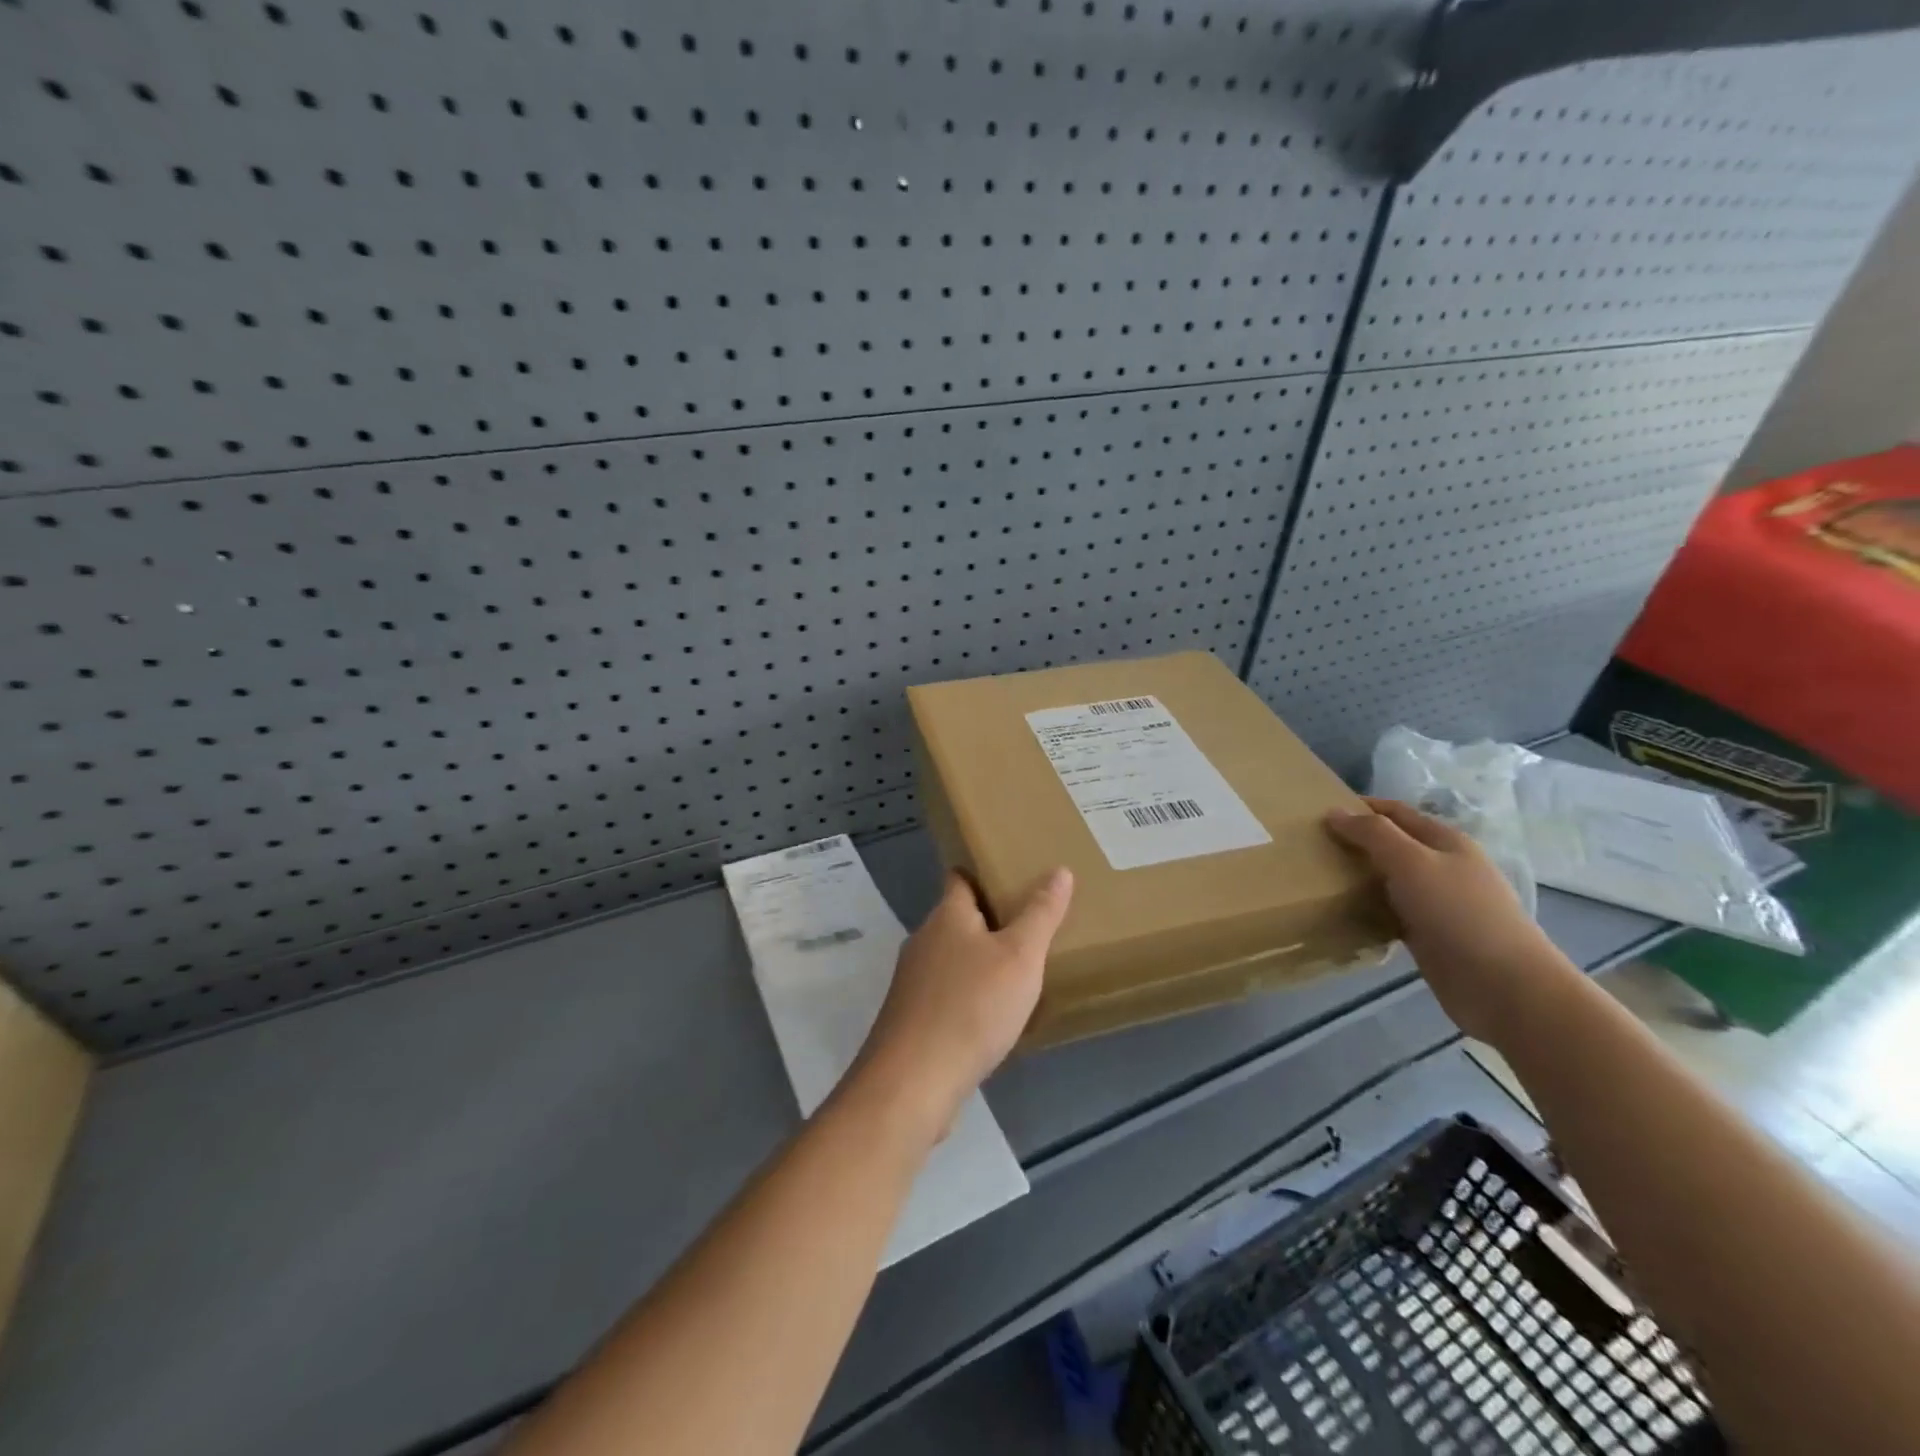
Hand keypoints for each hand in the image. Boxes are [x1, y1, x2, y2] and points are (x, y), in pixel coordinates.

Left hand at [851, 867, 1073, 1140]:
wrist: (913, 1081)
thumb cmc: (972, 1007)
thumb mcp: (1020, 957)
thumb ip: (1040, 914)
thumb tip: (1059, 870)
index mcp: (947, 916)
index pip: (959, 878)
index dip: (982, 873)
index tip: (1010, 874)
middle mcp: (923, 941)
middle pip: (956, 919)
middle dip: (987, 919)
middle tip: (1028, 924)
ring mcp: (912, 982)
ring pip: (950, 958)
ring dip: (978, 960)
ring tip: (1016, 970)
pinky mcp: (911, 1018)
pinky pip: (945, 993)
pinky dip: (967, 995)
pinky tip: (990, 1015)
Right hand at [1325, 797, 1573, 1043]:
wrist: (1504, 987)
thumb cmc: (1459, 913)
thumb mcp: (1412, 862)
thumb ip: (1373, 834)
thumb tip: (1334, 812)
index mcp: (1445, 841)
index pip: (1395, 812)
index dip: (1360, 807)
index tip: (1318, 812)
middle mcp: (1442, 867)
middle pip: (1391, 845)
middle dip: (1354, 842)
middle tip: (1310, 846)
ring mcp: (1437, 903)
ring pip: (1388, 880)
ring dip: (1358, 877)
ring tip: (1317, 877)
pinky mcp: (1429, 935)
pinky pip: (1390, 912)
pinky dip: (1367, 909)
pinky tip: (1342, 913)